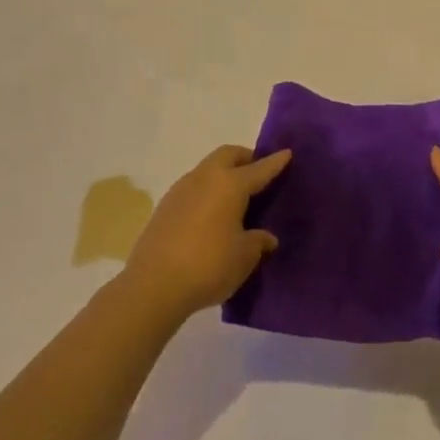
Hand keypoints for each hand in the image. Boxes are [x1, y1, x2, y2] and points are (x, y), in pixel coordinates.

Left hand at [124, 145, 291, 318]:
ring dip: (222, 174)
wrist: (153, 286)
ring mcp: (180, 191)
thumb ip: (258, 241)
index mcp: (230, 185)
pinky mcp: (164, 208)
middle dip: (245, 158)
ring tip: (235, 196)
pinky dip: (207, 191)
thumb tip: (266, 237)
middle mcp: (204, 179)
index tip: (287, 153)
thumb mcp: (244, 256)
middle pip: (227, 155)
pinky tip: (212, 214)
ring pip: (207, 169)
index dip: (275, 162)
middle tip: (258, 172)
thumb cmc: (209, 265)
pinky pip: (193, 188)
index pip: (259, 169)